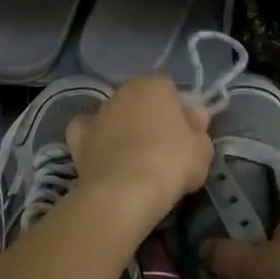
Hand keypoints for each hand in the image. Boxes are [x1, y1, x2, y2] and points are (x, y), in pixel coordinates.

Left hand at [66, 75, 213, 229]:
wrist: (125, 192)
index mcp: (154, 86)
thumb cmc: (171, 163)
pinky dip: (93, 139)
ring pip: (114, 115)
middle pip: (140, 100)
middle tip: (163, 148)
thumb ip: (199, 129)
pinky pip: (87, 131)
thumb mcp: (201, 150)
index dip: (178, 110)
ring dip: (123, 129)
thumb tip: (195, 115)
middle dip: (149, 117)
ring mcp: (98, 114)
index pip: (169, 88)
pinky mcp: (78, 138)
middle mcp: (123, 92)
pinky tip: (103, 155)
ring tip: (134, 160)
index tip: (185, 133)